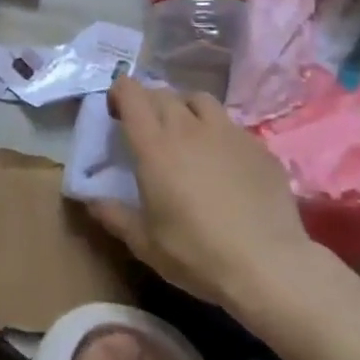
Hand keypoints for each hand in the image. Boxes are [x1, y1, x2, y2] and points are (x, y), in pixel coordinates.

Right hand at [90, 76, 315, 315]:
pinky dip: (218, 132)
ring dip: (185, 108)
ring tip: (186, 133)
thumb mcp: (144, 242)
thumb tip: (90, 200)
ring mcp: (227, 133)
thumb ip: (113, 215)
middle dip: (148, 102)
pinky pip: (231, 125)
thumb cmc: (196, 253)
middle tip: (147, 128)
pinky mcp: (259, 147)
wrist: (269, 266)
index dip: (119, 93)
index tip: (116, 112)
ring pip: (199, 100)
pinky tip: (223, 160)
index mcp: (154, 145)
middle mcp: (188, 127)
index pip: (131, 93)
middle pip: (162, 93)